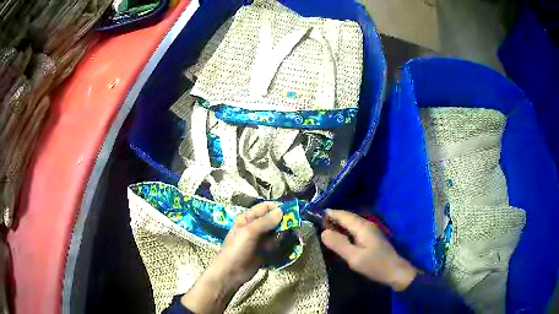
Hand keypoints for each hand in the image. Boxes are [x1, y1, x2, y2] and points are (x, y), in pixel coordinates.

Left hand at [181, 202, 282, 313]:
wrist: (231, 272)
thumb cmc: (237, 249)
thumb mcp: (249, 232)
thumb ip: (265, 221)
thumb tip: (281, 211)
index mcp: (247, 218)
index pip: (265, 207)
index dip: (278, 207)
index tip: (292, 210)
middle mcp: (254, 226)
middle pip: (272, 218)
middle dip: (283, 220)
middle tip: (294, 224)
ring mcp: (260, 239)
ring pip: (275, 231)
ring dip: (283, 232)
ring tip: (290, 234)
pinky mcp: (264, 250)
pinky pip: (275, 242)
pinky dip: (280, 242)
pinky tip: (284, 244)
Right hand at [321, 210, 416, 290]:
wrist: (395, 271)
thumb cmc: (374, 265)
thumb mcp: (354, 257)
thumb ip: (339, 244)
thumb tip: (323, 232)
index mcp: (362, 227)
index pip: (342, 214)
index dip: (328, 213)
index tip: (313, 215)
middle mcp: (366, 224)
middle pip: (346, 217)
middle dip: (331, 219)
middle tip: (315, 225)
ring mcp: (369, 230)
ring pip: (350, 223)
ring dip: (337, 225)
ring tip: (323, 231)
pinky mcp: (370, 237)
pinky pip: (354, 229)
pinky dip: (344, 231)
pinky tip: (338, 239)